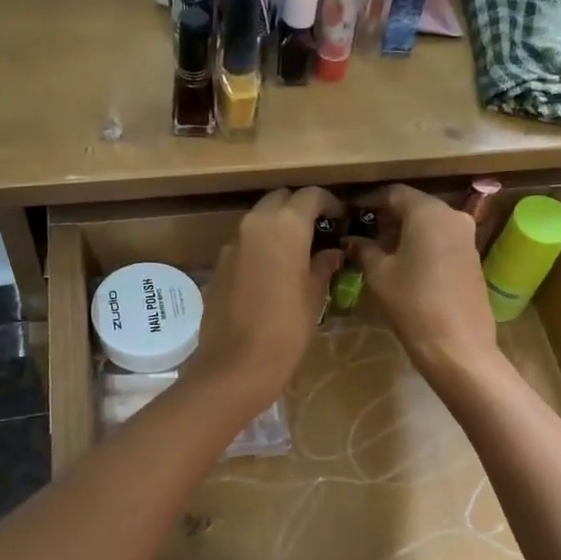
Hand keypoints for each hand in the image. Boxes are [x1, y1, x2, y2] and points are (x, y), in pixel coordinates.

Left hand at [187, 188, 343, 412]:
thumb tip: (331, 252)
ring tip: (297, 251)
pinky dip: (261, 246)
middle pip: (280, 199)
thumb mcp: (315, 295)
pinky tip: (272, 271)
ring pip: (259, 220)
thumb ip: (324, 264)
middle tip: (318, 230)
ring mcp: (232, 243)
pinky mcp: (219, 264)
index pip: (311, 195)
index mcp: (285, 225)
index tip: (341, 218)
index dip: (329, 203)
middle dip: (299, 209)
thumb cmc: (287, 328)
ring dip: (278, 226)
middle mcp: (255, 224)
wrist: (236, 364)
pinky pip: (245, 243)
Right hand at [348, 185, 501, 387]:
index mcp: (428, 213)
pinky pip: (441, 238)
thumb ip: (363, 249)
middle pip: (414, 205)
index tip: (350, 210)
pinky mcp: (472, 256)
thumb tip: (350, 240)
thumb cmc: (413, 303)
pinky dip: (421, 242)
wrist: (458, 346)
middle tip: (361, 230)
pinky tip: (402, 261)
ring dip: (404, 230)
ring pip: (429, 222)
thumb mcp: (380, 274)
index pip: (394, 193)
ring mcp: (466, 236)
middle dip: (387, 215)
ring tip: (377, 248)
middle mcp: (452, 216)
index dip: (369, 199)